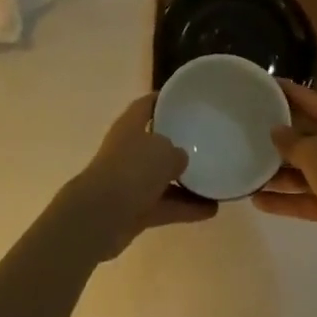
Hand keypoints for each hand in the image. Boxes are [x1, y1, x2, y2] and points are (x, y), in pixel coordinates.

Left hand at [64, 95, 216, 259]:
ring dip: (186, 181)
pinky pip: (165, 204)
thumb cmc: (132, 170)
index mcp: (130, 125)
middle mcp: (128, 150)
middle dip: (178, 144)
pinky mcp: (135, 209)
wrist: (101, 216)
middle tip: (206, 143)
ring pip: (162, 177)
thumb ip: (176, 152)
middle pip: (155, 142)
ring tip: (215, 181)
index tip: (186, 100)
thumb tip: (179, 159)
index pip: (147, 104)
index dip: (164, 99)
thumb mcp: (163, 151)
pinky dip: (185, 207)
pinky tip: (210, 210)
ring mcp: (130, 181)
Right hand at [255, 82, 316, 266]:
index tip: (260, 83)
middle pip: (302, 135)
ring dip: (275, 172)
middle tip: (243, 129)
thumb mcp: (316, 153)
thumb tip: (275, 130)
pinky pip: (303, 198)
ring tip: (244, 169)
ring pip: (300, 170)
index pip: (307, 99)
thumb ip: (292, 141)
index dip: (286, 90)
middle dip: (275, 134)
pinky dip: (283, 200)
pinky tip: (257, 201)